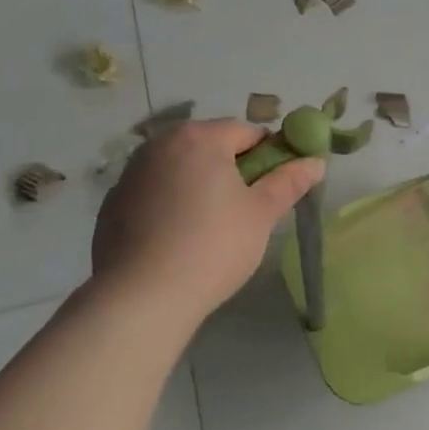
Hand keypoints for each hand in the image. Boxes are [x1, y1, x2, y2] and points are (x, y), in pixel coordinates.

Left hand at [92, 118, 323, 316]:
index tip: (275, 186)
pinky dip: (170, 204)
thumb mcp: (262, 213)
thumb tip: (316, 162)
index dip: (268, 155)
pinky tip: (177, 239)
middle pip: (210, 146)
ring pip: (180, 169)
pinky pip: (154, 193)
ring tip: (210, 226)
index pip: (247, 132)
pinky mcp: (112, 204)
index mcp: (200, 138)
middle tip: (246, 208)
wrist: (141, 298)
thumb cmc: (213, 246)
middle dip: (231, 169)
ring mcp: (130, 174)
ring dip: (199, 184)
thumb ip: (289, 182)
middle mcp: (160, 145)